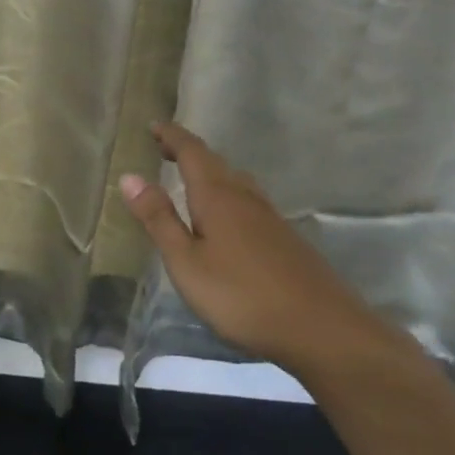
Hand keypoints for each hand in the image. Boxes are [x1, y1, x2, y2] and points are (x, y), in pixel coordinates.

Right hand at [119, 122, 397, 379]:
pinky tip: (228, 218)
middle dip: (188, 152)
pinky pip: (249, 201)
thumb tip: (129, 176)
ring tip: (192, 178)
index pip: (191, 152)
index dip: (172, 136)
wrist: (324, 331)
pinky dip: (229, 194)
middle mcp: (245, 197)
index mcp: (217, 197)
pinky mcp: (286, 240)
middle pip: (215, 163)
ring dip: (211, 172)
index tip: (154, 124)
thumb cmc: (242, 297)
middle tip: (164, 148)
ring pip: (236, 181)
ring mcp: (270, 218)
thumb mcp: (186, 262)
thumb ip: (158, 219)